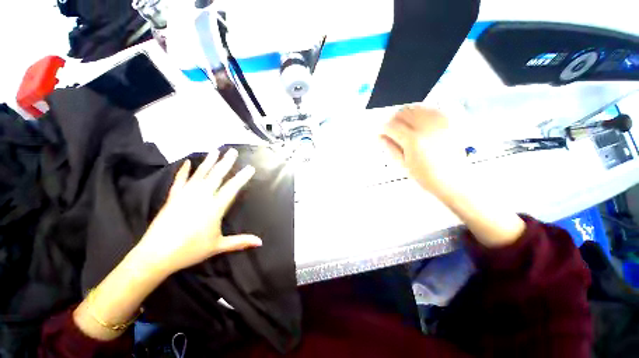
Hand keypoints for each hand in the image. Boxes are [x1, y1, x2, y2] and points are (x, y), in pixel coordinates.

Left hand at [136, 149, 261, 276]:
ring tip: (215, 151)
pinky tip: (187, 162)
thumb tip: (260, 242)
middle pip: (216, 176)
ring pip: (200, 174)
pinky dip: (183, 171)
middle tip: (233, 151)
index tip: (250, 168)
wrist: (156, 255)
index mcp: (215, 207)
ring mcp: (185, 195)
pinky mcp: (173, 197)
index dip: (242, 177)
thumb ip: (240, 242)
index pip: (232, 188)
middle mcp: (201, 197)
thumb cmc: (190, 250)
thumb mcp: (218, 246)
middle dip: (226, 162)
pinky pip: (180, 180)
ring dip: (209, 162)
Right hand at [381, 106, 467, 199]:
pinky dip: (420, 112)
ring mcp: (438, 123)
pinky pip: (430, 109)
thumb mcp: (403, 164)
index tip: (381, 133)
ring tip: (403, 126)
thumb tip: (380, 137)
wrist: (453, 180)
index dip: (383, 128)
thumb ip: (390, 148)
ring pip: (416, 108)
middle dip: (393, 119)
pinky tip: (417, 122)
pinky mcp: (447, 123)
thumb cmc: (426, 176)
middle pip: (403, 112)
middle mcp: (425, 127)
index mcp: (412, 140)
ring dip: (406, 114)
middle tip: (391, 130)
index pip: (391, 126)